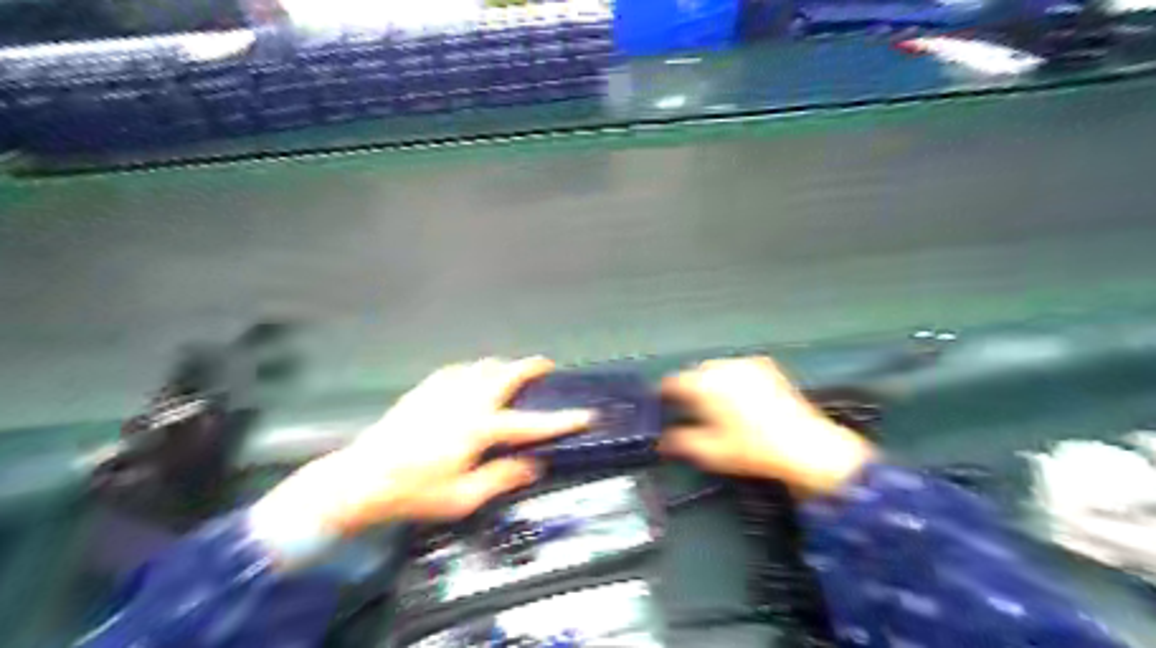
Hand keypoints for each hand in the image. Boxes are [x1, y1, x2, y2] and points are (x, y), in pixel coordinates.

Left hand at [256, 358, 590, 537]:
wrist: (360, 479)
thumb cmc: (414, 492)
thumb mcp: (462, 497)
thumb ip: (501, 478)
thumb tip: (534, 465)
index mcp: (479, 429)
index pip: (531, 423)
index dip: (562, 420)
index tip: (587, 415)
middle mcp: (466, 401)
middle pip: (506, 374)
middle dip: (530, 366)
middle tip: (546, 365)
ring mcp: (443, 391)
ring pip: (482, 366)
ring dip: (503, 365)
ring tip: (513, 371)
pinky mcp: (425, 390)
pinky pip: (457, 369)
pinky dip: (474, 369)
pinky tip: (472, 375)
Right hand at [658, 357, 877, 492]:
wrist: (803, 445)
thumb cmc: (751, 449)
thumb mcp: (709, 452)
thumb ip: (680, 442)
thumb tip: (664, 441)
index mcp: (704, 384)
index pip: (671, 382)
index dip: (664, 394)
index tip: (663, 403)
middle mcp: (722, 367)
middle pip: (695, 372)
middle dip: (690, 388)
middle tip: (691, 409)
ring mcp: (746, 364)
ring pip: (717, 369)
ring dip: (712, 382)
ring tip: (717, 405)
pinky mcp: (766, 367)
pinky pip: (739, 369)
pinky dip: (734, 379)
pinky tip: (740, 398)